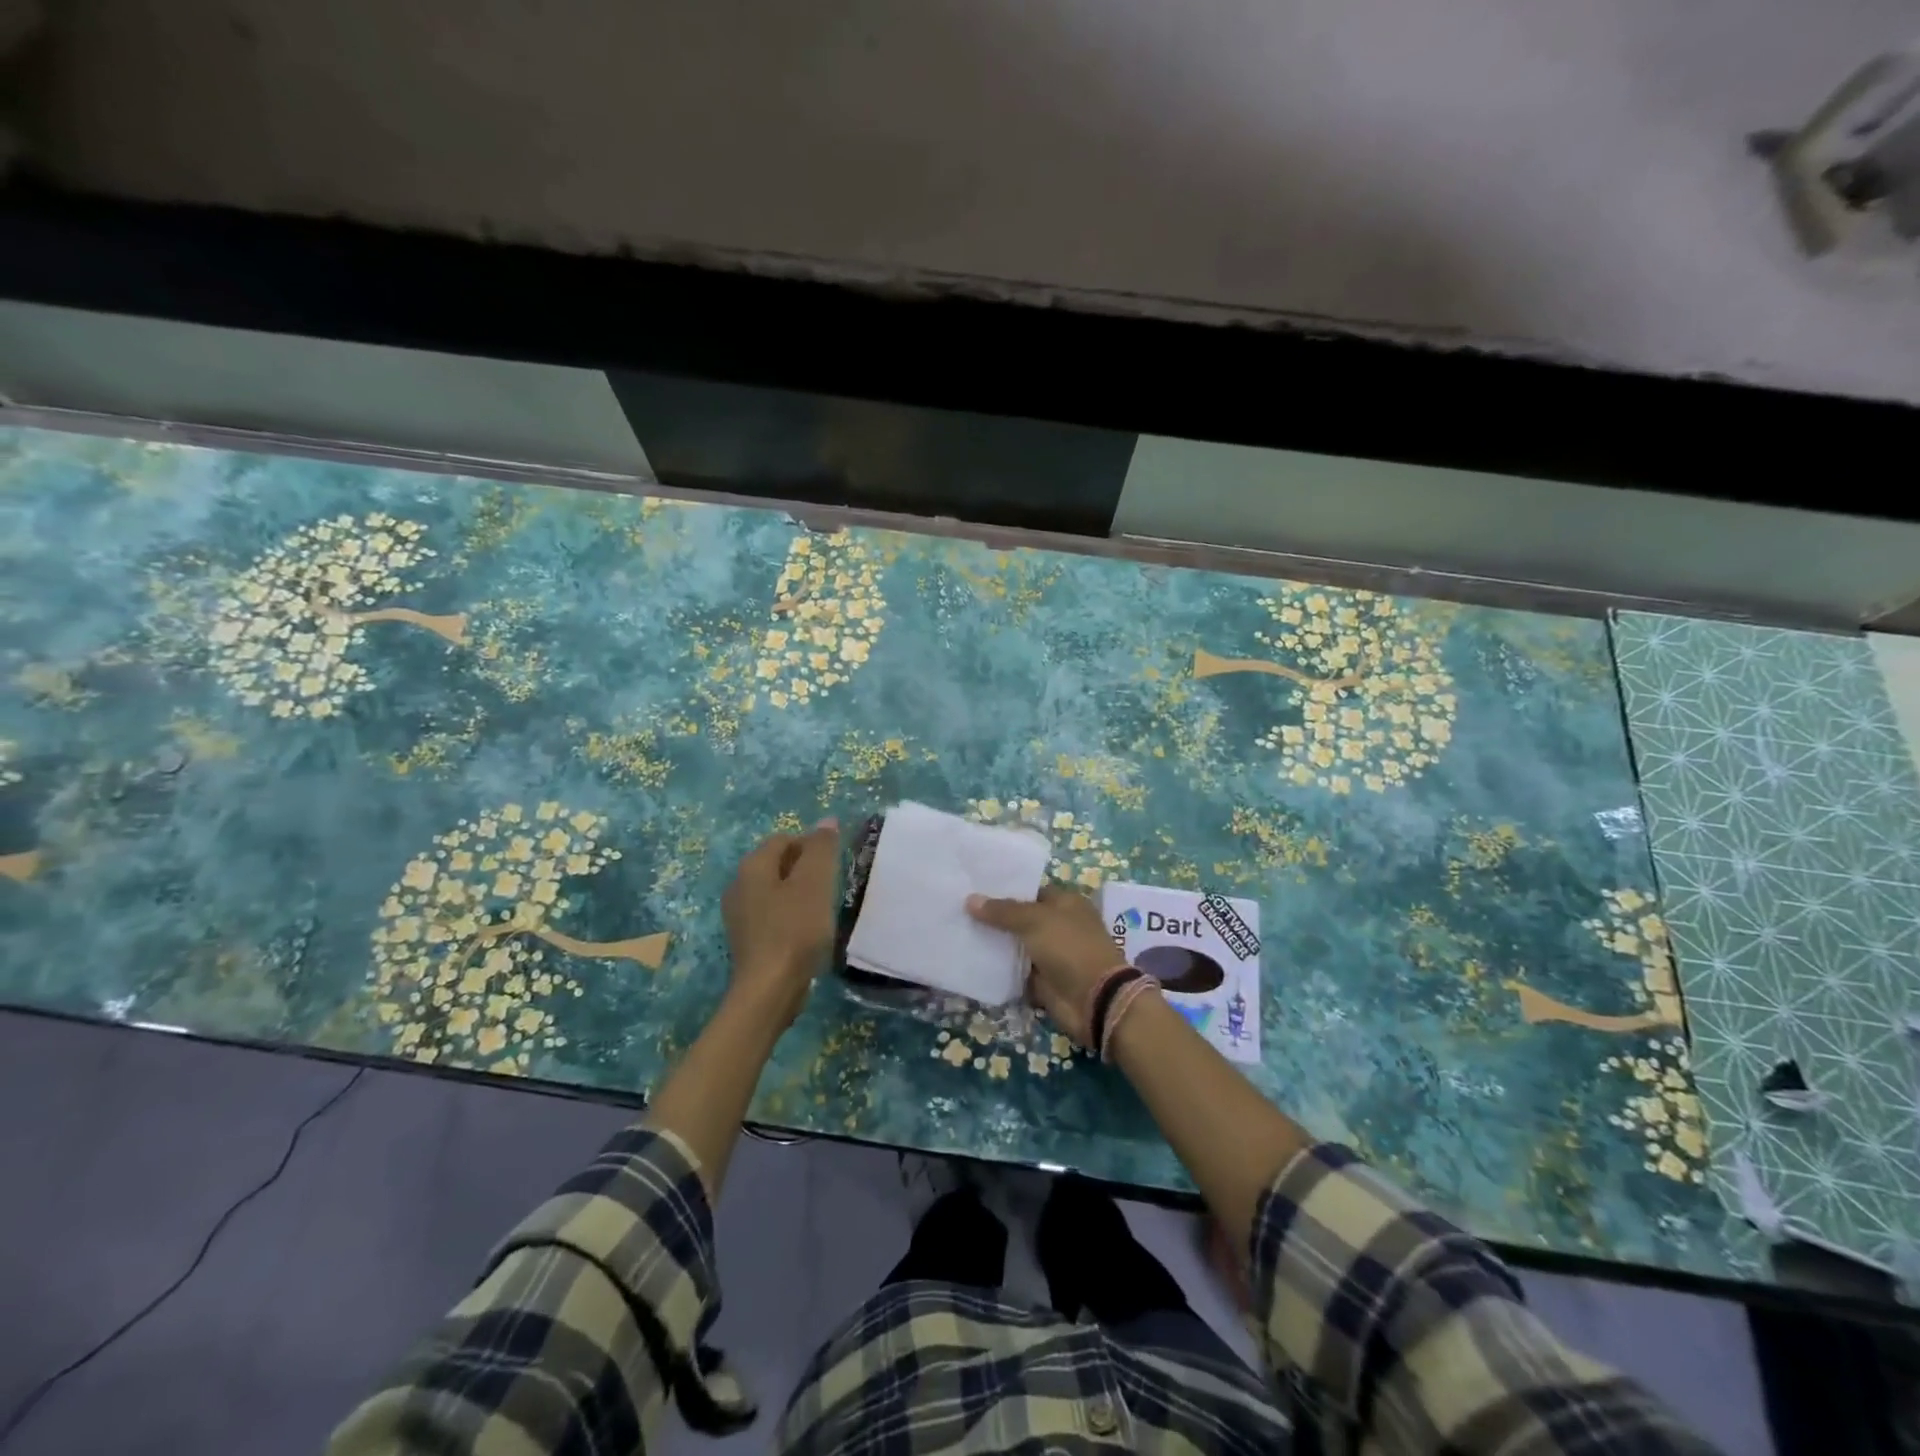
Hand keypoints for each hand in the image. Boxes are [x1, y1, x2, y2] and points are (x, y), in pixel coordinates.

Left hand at [722, 820, 840, 1028]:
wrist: (769, 989)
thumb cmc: (794, 929)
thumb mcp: (815, 882)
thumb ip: (821, 848)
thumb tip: (827, 821)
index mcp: (752, 866)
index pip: (785, 839)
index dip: (812, 846)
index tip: (833, 867)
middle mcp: (738, 885)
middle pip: (778, 863)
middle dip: (805, 870)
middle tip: (830, 887)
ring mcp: (738, 914)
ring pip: (775, 890)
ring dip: (799, 894)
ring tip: (822, 911)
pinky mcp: (746, 939)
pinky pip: (771, 915)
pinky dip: (790, 916)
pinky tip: (806, 932)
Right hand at [965, 885, 1127, 1047]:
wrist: (1094, 999)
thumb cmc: (1069, 947)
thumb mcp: (1035, 921)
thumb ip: (1003, 911)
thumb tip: (970, 899)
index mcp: (1065, 903)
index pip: (1029, 890)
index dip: (1004, 889)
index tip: (973, 888)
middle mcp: (1058, 925)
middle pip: (1020, 918)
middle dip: (994, 917)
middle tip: (958, 909)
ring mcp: (1050, 954)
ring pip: (1016, 945)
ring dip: (994, 944)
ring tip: (958, 932)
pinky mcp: (1042, 980)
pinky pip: (1016, 971)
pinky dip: (999, 969)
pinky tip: (971, 961)